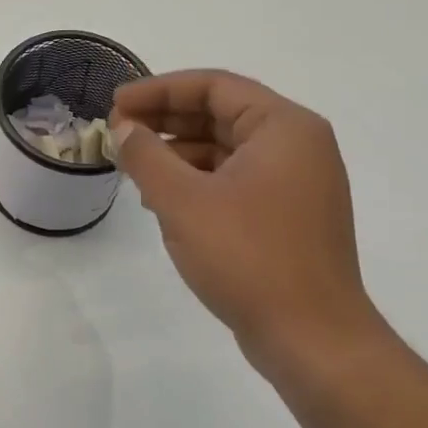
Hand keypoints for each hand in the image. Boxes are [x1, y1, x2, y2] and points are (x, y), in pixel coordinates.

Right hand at [110, 71, 385, 382]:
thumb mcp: (182, 200)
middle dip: (164, 120)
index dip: (158, 90)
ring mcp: (296, 183)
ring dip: (176, 152)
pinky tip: (161, 200)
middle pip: (220, 113)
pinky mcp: (287, 215)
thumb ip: (146, 155)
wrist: (312, 340)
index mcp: (284, 128)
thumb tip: (124, 129)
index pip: (213, 86)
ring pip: (224, 148)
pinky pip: (234, 179)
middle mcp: (297, 146)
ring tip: (132, 168)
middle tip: (117, 131)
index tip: (115, 104)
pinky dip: (196, 180)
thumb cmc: (248, 256)